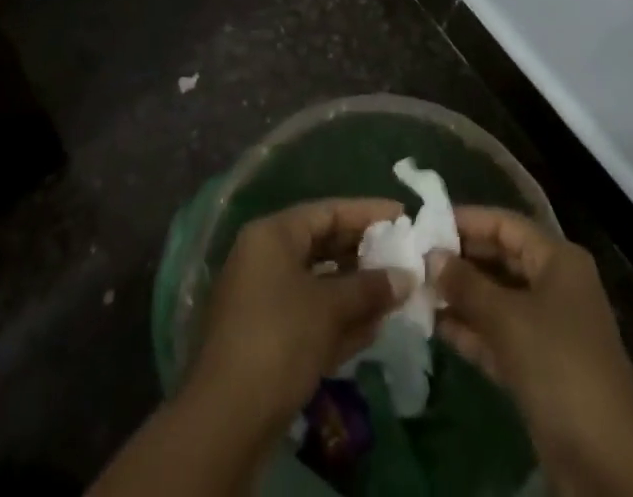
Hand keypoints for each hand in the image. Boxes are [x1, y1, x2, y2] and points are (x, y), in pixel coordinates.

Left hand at [187, 199, 412, 438]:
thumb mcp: (330, 307)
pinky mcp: (266, 340)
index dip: (368, 213)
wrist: (226, 421)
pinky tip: (372, 329)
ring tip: (395, 295)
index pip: (328, 211)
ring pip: (318, 284)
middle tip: (402, 258)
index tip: (402, 216)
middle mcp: (264, 259)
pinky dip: (339, 319)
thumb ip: (370, 288)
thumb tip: (407, 277)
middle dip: (363, 255)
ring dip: (356, 291)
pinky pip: (310, 316)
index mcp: (273, 235)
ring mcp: (262, 301)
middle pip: (323, 246)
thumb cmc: (280, 339)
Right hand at [430, 207, 632, 452]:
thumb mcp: (508, 319)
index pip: (506, 225)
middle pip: (501, 258)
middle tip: (417, 259)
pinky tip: (436, 326)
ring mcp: (547, 326)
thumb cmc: (559, 365)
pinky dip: (472, 329)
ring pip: (498, 298)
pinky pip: (499, 334)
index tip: (427, 224)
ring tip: (418, 290)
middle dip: (461, 259)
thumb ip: (467, 285)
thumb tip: (432, 256)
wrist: (606, 457)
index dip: (468, 221)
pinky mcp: (538, 365)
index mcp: (557, 259)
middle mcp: (554, 284)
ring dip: (461, 296)